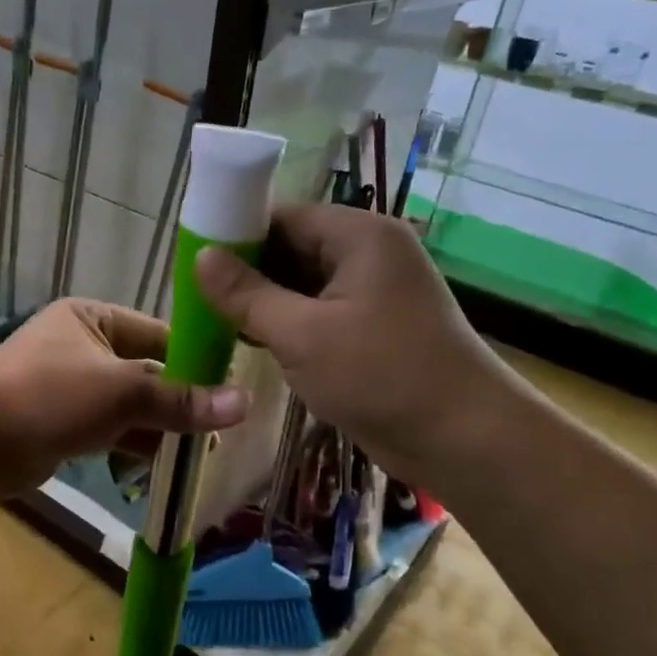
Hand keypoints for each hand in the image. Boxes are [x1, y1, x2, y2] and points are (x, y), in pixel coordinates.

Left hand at [0, 299, 248, 505]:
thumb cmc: (49, 397)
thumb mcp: (121, 392)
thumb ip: (181, 400)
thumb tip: (244, 404)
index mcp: (93, 318)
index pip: (159, 333)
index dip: (196, 359)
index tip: (234, 385)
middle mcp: (82, 345)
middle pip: (147, 371)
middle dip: (181, 399)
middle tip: (224, 426)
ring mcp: (71, 386)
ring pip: (131, 404)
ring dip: (162, 426)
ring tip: (205, 450)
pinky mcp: (63, 422)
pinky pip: (112, 428)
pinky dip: (137, 443)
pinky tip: (169, 464)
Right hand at [195, 205, 512, 485]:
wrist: (463, 439)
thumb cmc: (381, 376)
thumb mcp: (302, 334)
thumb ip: (247, 294)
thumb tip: (201, 255)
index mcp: (359, 235)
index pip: (283, 216)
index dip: (236, 235)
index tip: (193, 262)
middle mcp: (368, 253)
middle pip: (293, 247)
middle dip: (247, 272)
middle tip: (197, 298)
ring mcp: (373, 292)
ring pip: (303, 283)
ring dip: (264, 301)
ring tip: (213, 320)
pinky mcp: (373, 327)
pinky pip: (319, 311)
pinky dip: (288, 323)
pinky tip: (252, 340)